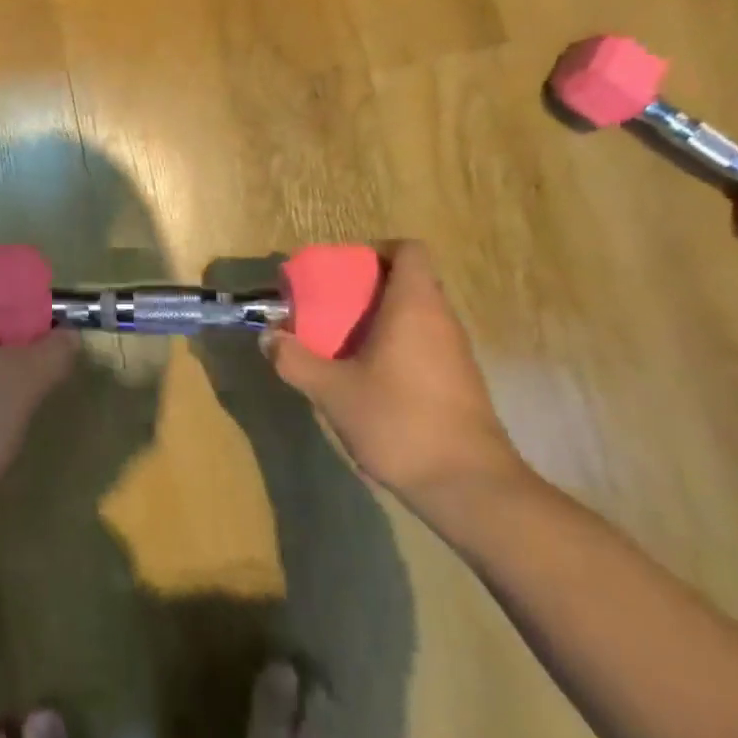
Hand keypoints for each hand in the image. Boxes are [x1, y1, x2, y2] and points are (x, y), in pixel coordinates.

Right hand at [263, 241, 528, 512]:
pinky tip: (371, 378)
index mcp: (414, 305)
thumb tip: (267, 338)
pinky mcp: (461, 382)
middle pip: (410, 281)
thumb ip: (295, 360)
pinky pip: (426, 344)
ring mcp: (457, 352)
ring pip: (418, 315)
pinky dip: (398, 347)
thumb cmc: (399, 421)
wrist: (469, 486)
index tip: (345, 271)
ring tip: (345, 343)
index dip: (377, 251)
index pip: (408, 250)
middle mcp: (441, 319)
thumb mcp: (333, 391)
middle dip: (369, 288)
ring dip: (383, 320)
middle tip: (333, 308)